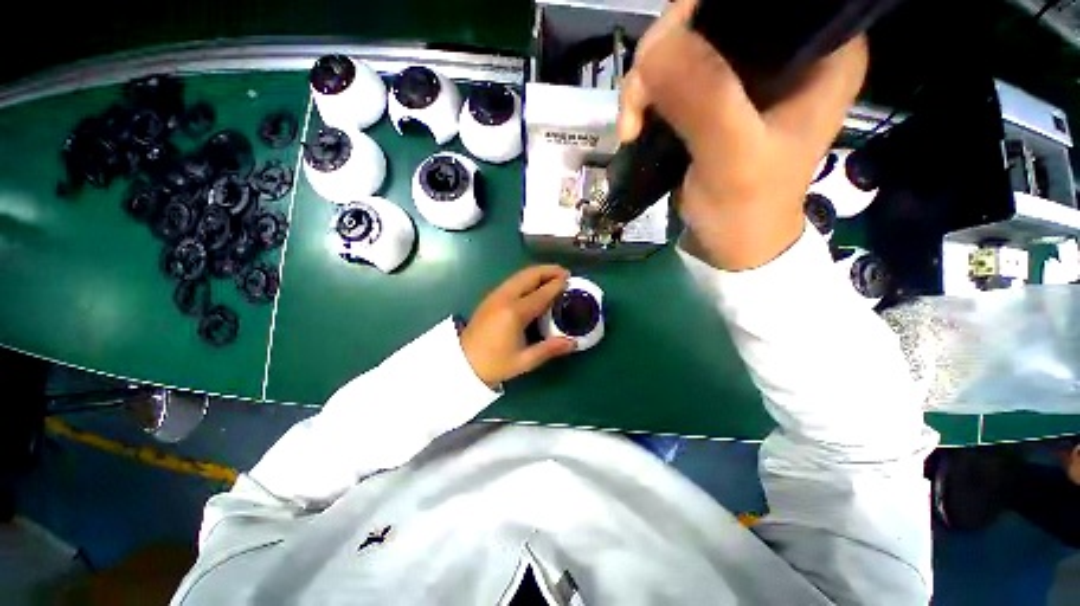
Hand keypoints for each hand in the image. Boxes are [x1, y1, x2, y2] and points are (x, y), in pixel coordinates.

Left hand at [460, 265, 575, 386]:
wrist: (463, 363)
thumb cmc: (495, 364)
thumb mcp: (524, 361)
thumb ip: (550, 349)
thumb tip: (573, 342)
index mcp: (514, 313)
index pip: (541, 293)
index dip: (556, 285)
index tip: (570, 279)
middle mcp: (504, 298)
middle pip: (529, 276)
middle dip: (548, 270)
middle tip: (564, 273)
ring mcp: (495, 295)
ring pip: (519, 275)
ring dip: (537, 272)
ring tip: (553, 275)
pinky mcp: (490, 297)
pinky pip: (512, 281)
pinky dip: (527, 278)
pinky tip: (534, 285)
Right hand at [617, 0, 868, 270]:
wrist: (731, 244)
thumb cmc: (747, 208)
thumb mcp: (733, 157)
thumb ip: (705, 99)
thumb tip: (655, 48)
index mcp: (820, 50)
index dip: (705, 8)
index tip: (668, 49)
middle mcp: (786, 50)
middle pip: (714, 13)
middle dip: (664, 51)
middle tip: (637, 102)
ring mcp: (745, 73)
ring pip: (684, 43)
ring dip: (646, 80)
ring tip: (631, 125)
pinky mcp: (715, 97)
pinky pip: (671, 75)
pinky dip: (645, 96)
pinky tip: (634, 124)